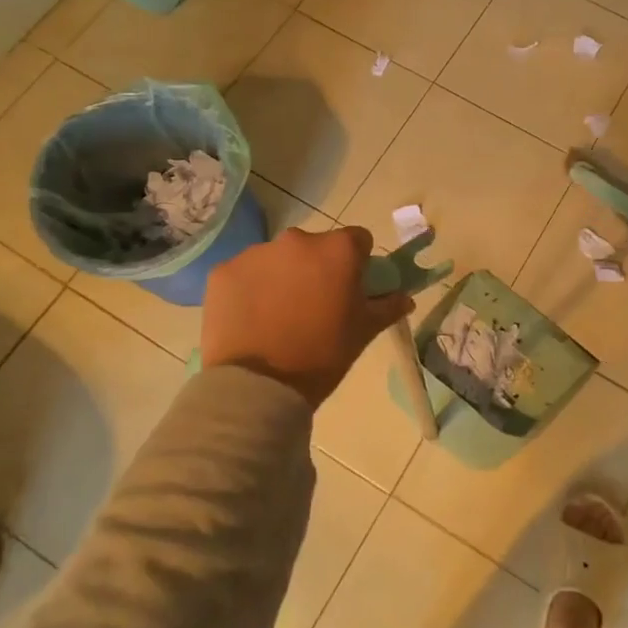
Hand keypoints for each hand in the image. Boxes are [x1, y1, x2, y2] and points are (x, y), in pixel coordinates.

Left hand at [201, 226, 413, 407]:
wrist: (258, 386)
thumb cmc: (322, 355)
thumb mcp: (363, 332)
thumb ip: (387, 307)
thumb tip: (404, 297)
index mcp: (337, 250)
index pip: (358, 240)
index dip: (358, 263)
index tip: (350, 288)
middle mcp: (297, 240)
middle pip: (315, 246)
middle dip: (317, 268)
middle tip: (314, 306)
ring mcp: (256, 253)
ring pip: (278, 258)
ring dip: (282, 276)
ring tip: (277, 316)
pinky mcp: (223, 271)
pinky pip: (245, 273)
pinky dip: (250, 288)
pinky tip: (251, 319)